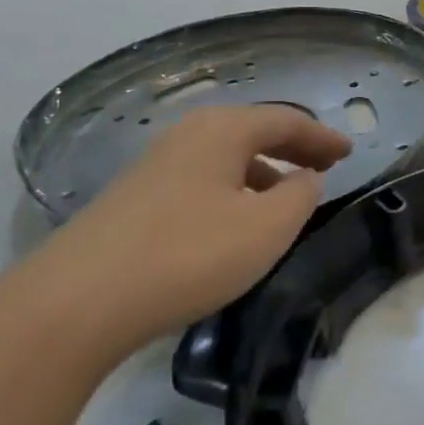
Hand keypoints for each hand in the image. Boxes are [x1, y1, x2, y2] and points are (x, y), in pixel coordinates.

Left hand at [15, 104, 350, 353]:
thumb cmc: (187, 255)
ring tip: (285, 199)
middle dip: (292, 148)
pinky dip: (232, 190)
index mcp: (222, 130)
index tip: (350, 152)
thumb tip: (305, 179)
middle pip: (252, 132)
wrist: (74, 303)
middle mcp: (187, 135)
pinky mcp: (133, 200)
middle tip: (324, 168)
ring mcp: (154, 166)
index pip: (286, 121)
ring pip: (224, 158)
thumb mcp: (265, 228)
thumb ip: (300, 197)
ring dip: (262, 171)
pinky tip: (233, 223)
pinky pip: (201, 180)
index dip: (322, 137)